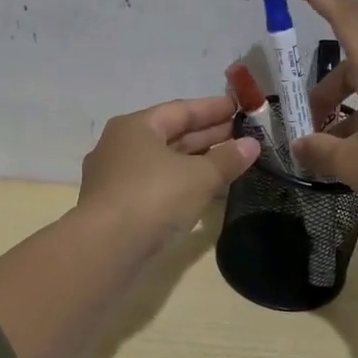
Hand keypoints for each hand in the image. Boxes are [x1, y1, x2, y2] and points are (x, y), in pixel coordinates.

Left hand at [77, 96, 259, 248]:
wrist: (105, 249)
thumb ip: (227, 159)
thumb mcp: (199, 177)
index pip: (180, 110)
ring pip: (164, 162)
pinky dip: (182, 183)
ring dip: (196, 161)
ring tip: (230, 162)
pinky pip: (157, 185)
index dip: (213, 108)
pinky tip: (204, 192)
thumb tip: (252, 144)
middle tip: (242, 135)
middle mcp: (121, 146)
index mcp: (135, 126)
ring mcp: (116, 178)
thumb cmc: (153, 198)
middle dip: (207, 135)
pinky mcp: (117, 207)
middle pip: (171, 135)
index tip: (239, 107)